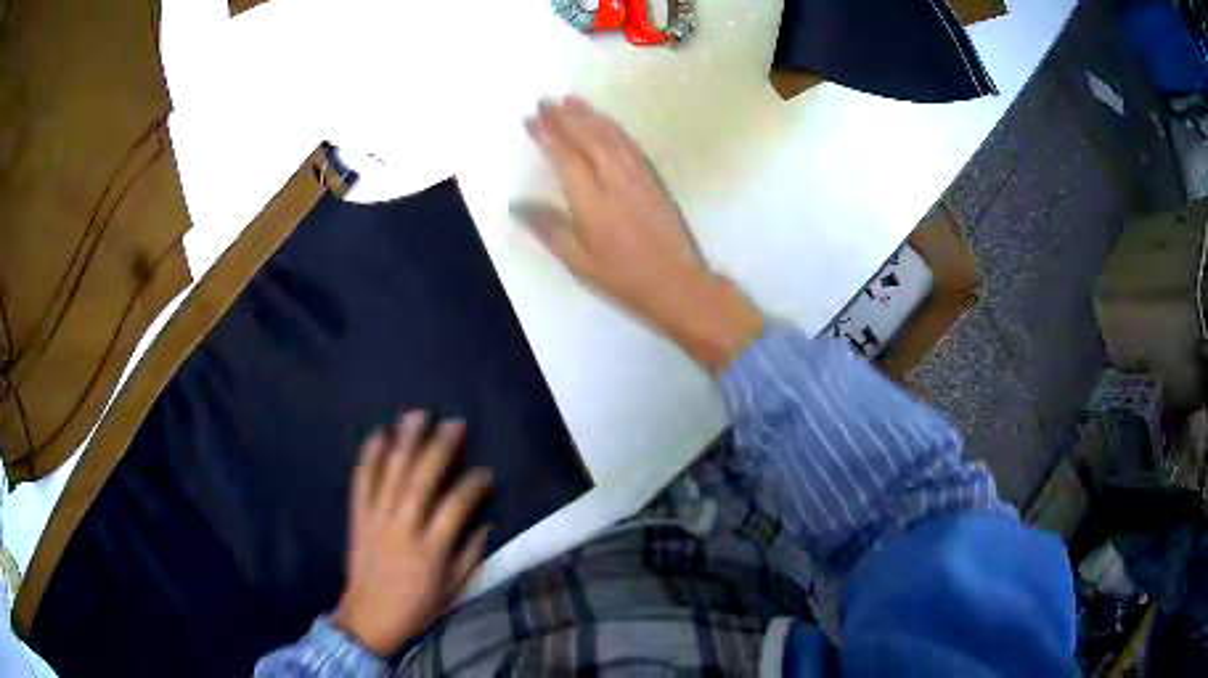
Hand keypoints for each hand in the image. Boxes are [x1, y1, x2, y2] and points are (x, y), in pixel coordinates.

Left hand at [332, 411, 492, 657]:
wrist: (368, 617)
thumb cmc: (417, 607)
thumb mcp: (453, 590)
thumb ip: (470, 555)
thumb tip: (487, 523)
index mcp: (430, 550)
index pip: (456, 507)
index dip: (473, 485)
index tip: (486, 472)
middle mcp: (403, 528)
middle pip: (421, 480)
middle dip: (440, 448)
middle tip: (455, 424)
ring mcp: (376, 520)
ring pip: (391, 474)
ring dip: (405, 442)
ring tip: (418, 415)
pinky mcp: (358, 517)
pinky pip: (361, 482)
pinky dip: (369, 456)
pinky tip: (379, 434)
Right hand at [514, 96, 762, 373]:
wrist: (676, 283)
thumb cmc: (622, 277)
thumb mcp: (577, 261)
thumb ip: (548, 228)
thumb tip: (517, 204)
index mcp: (591, 200)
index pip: (565, 156)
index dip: (547, 135)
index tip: (531, 118)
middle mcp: (614, 179)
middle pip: (588, 138)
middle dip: (566, 117)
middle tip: (547, 100)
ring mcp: (638, 177)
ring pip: (611, 136)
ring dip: (590, 116)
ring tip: (572, 100)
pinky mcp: (654, 179)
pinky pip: (630, 145)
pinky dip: (614, 129)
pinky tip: (606, 122)